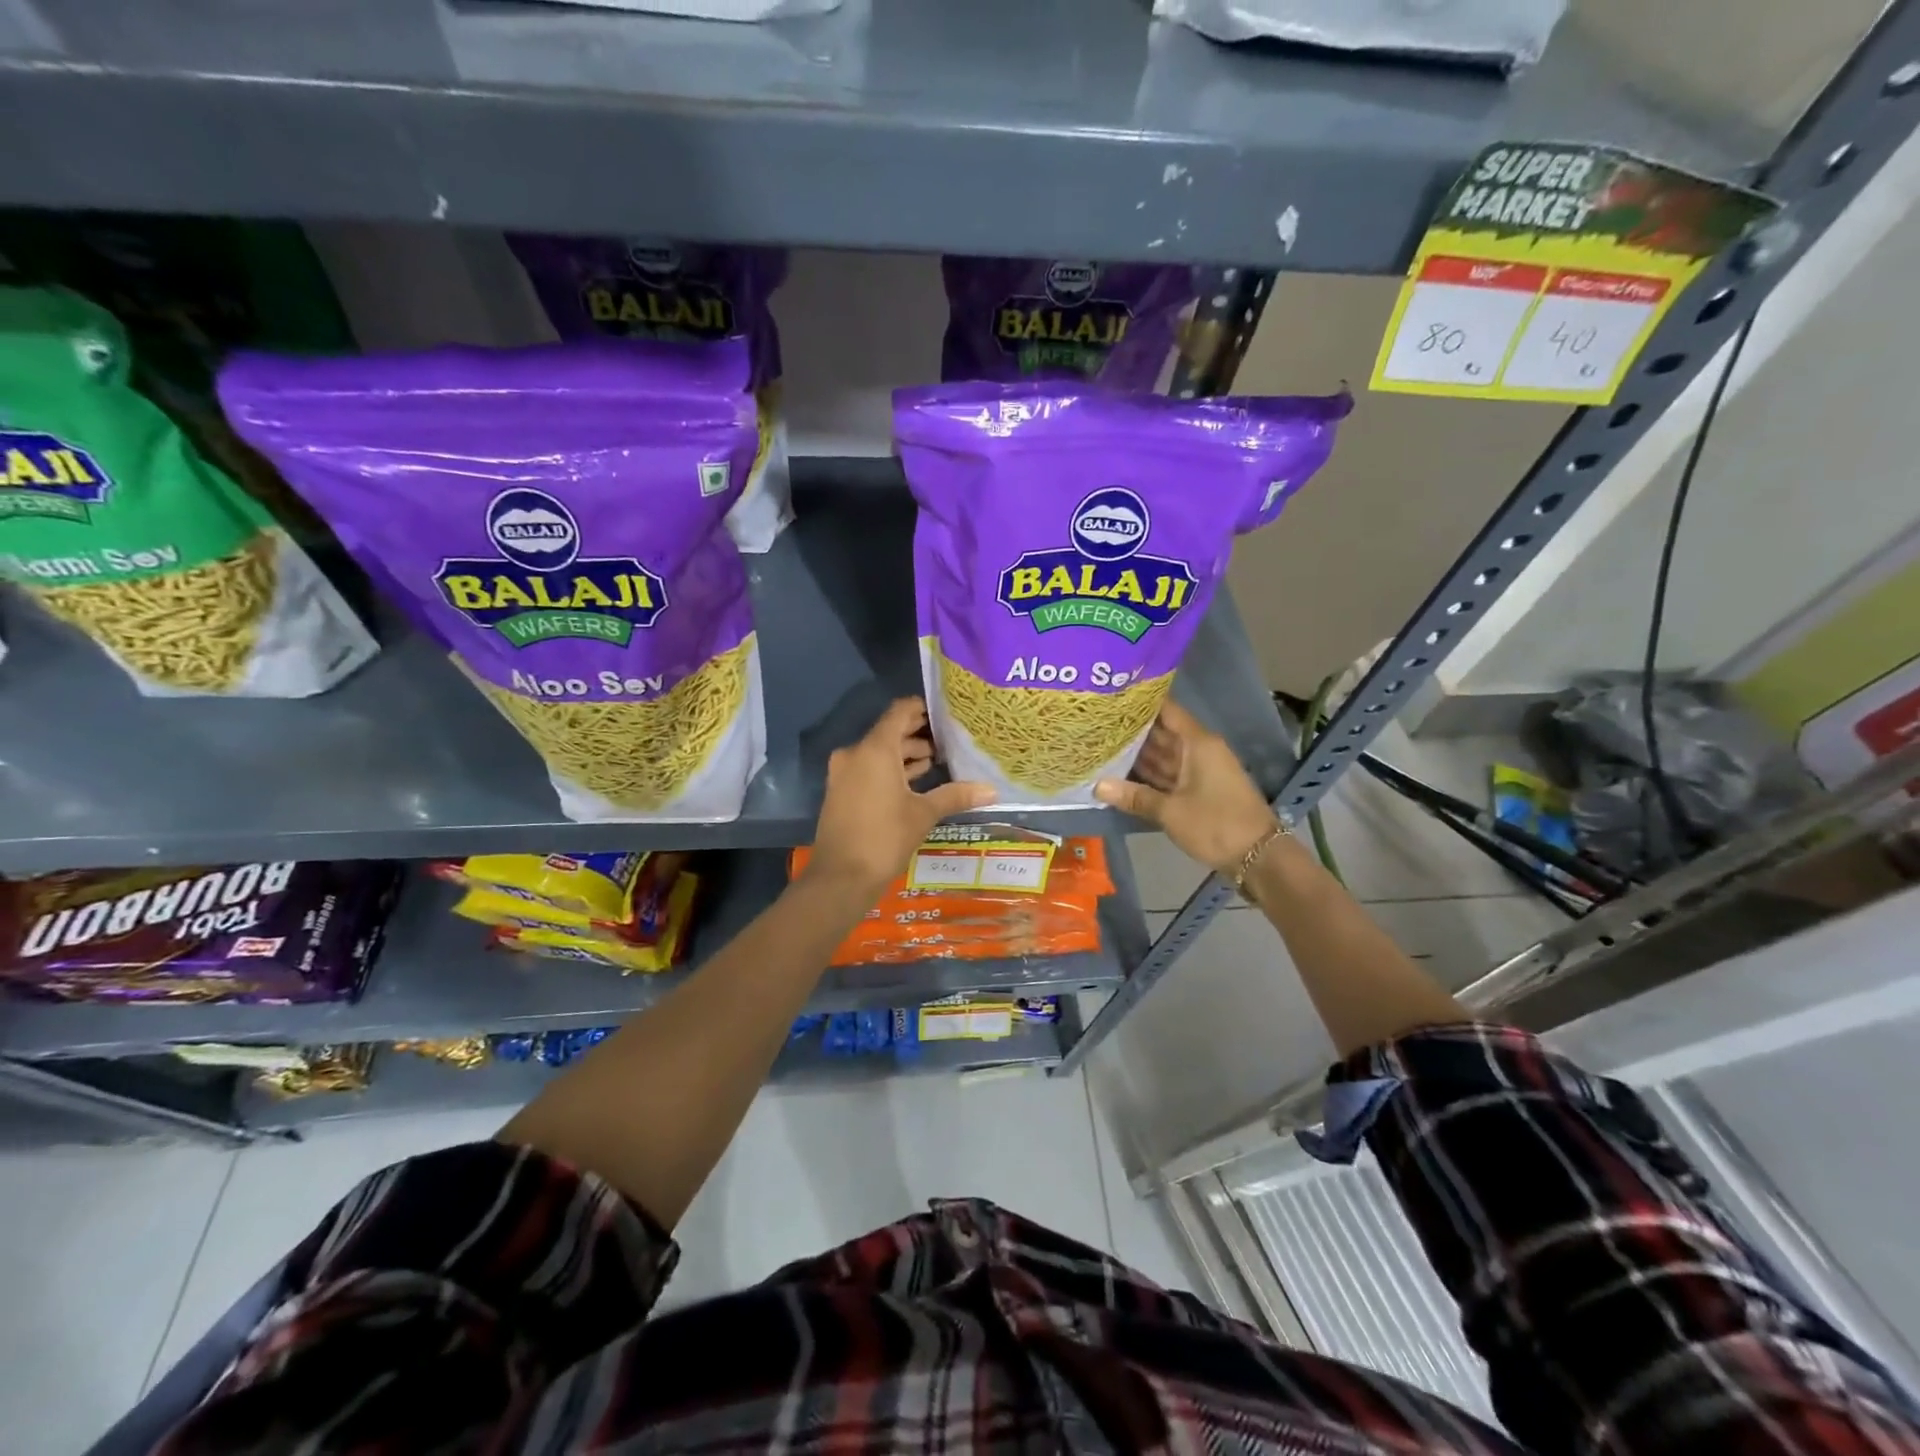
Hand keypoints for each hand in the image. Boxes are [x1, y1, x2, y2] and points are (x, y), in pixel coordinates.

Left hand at [805, 698, 995, 895]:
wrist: (841, 877)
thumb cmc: (884, 837)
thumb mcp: (924, 814)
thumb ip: (956, 795)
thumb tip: (991, 790)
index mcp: (875, 749)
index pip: (899, 712)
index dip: (922, 708)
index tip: (946, 714)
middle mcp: (856, 753)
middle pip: (890, 732)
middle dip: (918, 735)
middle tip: (949, 741)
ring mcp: (844, 772)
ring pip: (879, 752)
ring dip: (905, 755)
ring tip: (937, 762)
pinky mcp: (841, 790)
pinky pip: (869, 768)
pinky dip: (890, 770)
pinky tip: (915, 782)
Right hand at [1095, 699, 1278, 874]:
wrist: (1258, 857)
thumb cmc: (1216, 824)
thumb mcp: (1170, 811)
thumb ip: (1134, 796)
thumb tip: (1096, 786)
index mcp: (1198, 743)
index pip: (1167, 711)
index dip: (1142, 701)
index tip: (1113, 696)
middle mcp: (1199, 751)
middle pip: (1162, 733)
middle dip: (1133, 730)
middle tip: (1098, 723)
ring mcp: (1200, 771)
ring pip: (1164, 756)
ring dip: (1137, 754)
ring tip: (1102, 745)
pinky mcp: (1198, 791)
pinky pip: (1168, 775)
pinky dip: (1148, 775)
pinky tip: (1121, 774)